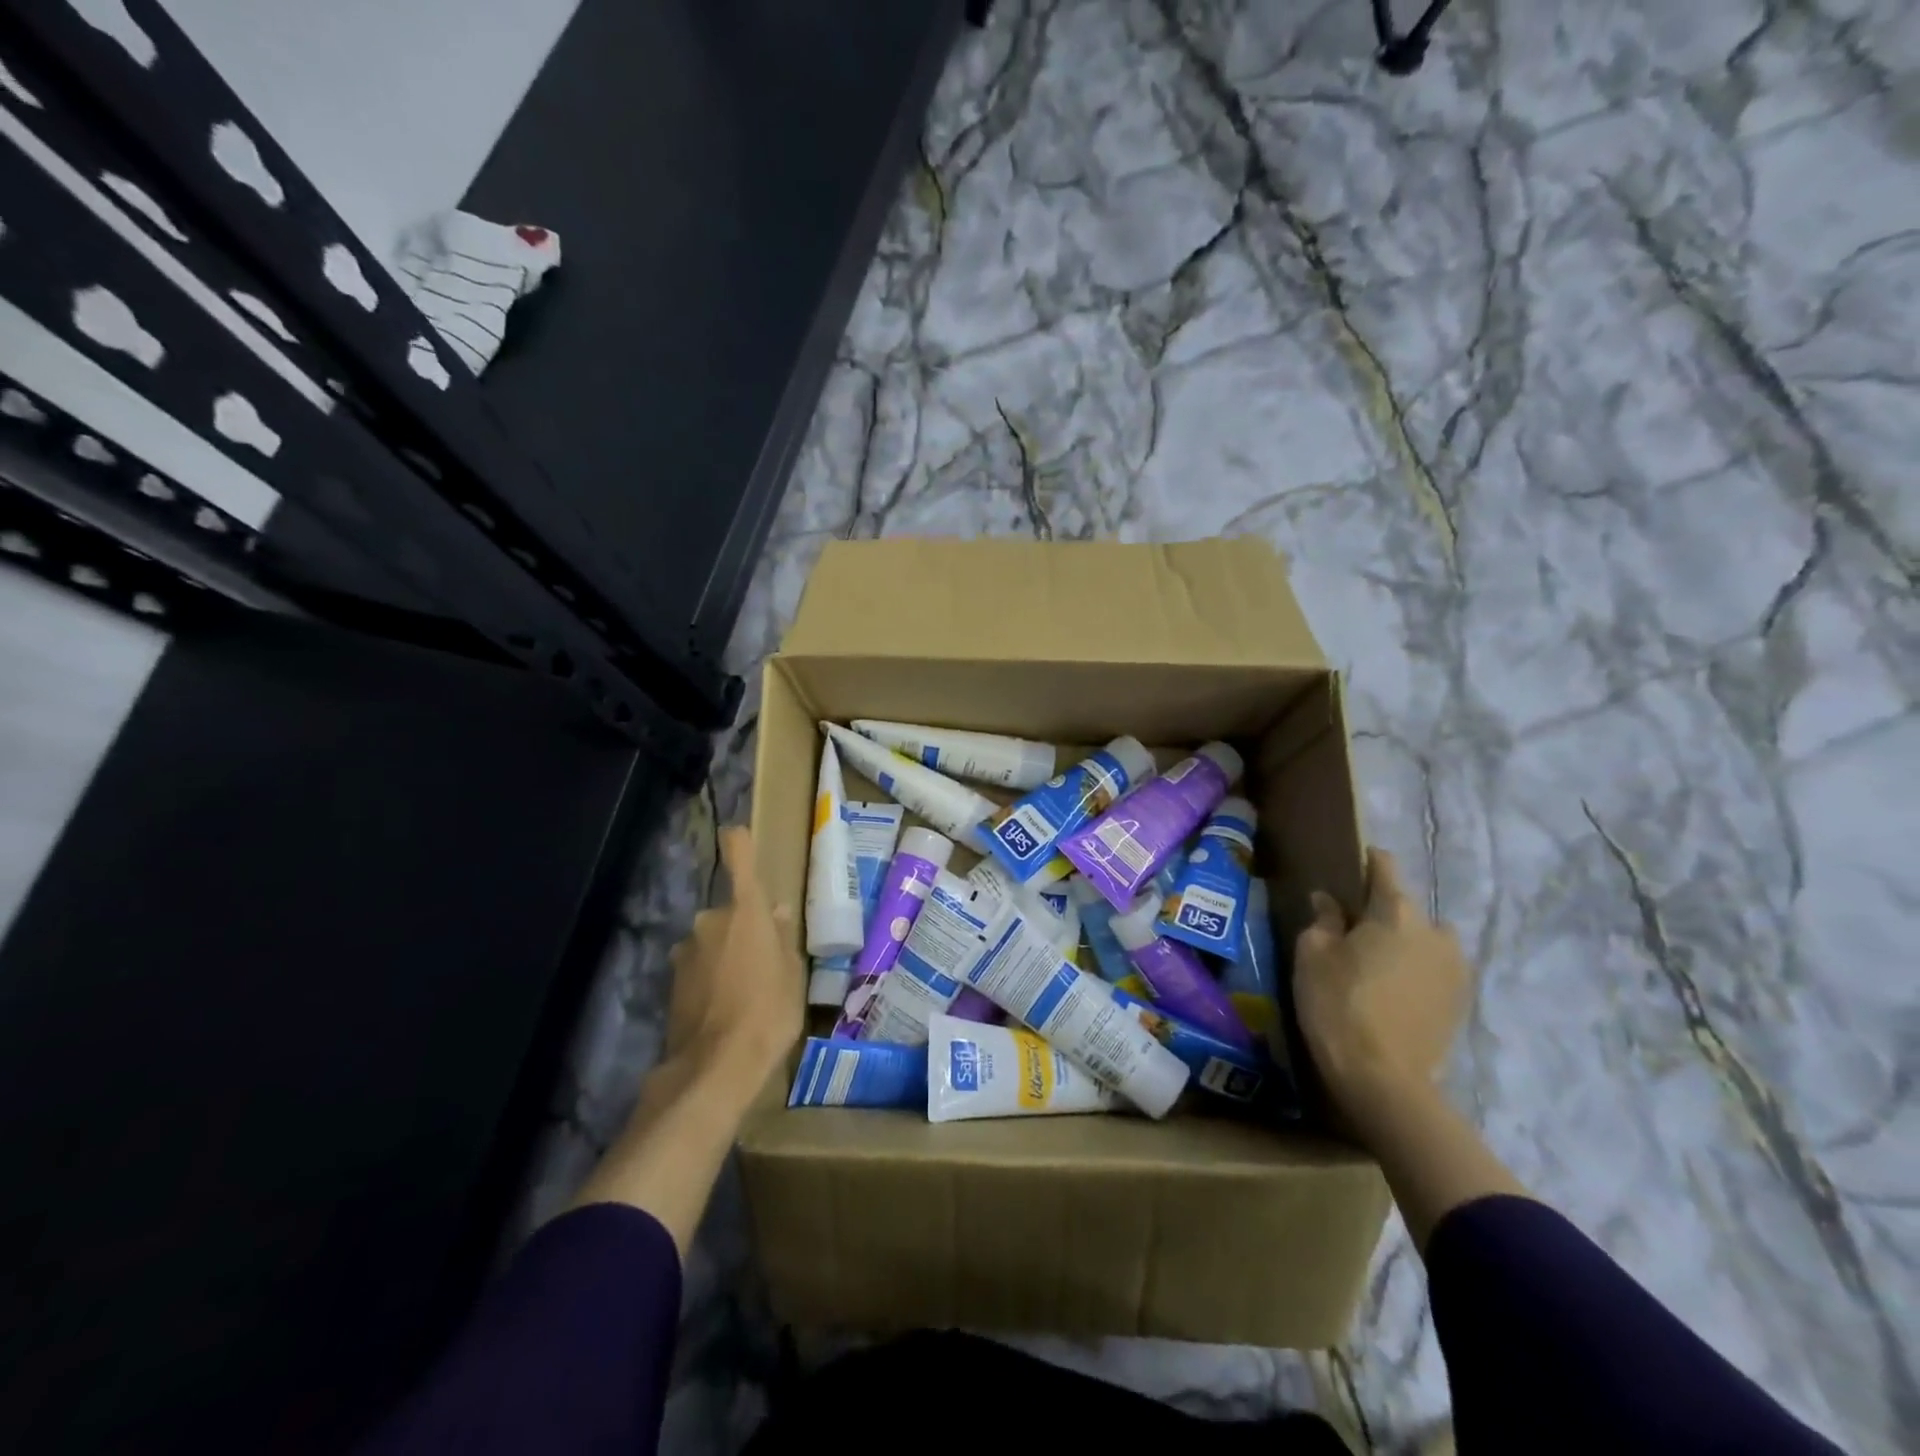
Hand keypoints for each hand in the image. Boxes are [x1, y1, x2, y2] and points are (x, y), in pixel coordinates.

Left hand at [663, 826, 802, 1092]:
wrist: (716, 1067)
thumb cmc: (770, 1011)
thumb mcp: (791, 973)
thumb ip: (782, 937)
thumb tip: (777, 911)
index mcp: (745, 910)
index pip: (738, 857)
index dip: (738, 842)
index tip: (737, 833)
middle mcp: (709, 921)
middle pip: (729, 911)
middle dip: (743, 927)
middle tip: (765, 959)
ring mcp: (686, 950)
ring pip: (712, 940)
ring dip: (725, 953)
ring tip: (745, 990)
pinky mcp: (672, 981)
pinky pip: (699, 966)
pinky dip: (710, 977)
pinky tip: (725, 1006)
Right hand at [1293, 848, 1468, 1115]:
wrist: (1384, 1078)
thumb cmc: (1338, 1004)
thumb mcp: (1312, 955)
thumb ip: (1323, 920)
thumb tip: (1329, 901)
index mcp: (1395, 912)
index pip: (1384, 867)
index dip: (1365, 862)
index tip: (1348, 869)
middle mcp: (1434, 930)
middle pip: (1406, 906)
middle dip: (1381, 912)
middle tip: (1352, 932)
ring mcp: (1455, 966)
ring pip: (1425, 938)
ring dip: (1405, 942)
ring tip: (1377, 965)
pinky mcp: (1462, 999)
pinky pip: (1436, 967)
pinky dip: (1417, 969)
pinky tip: (1394, 990)